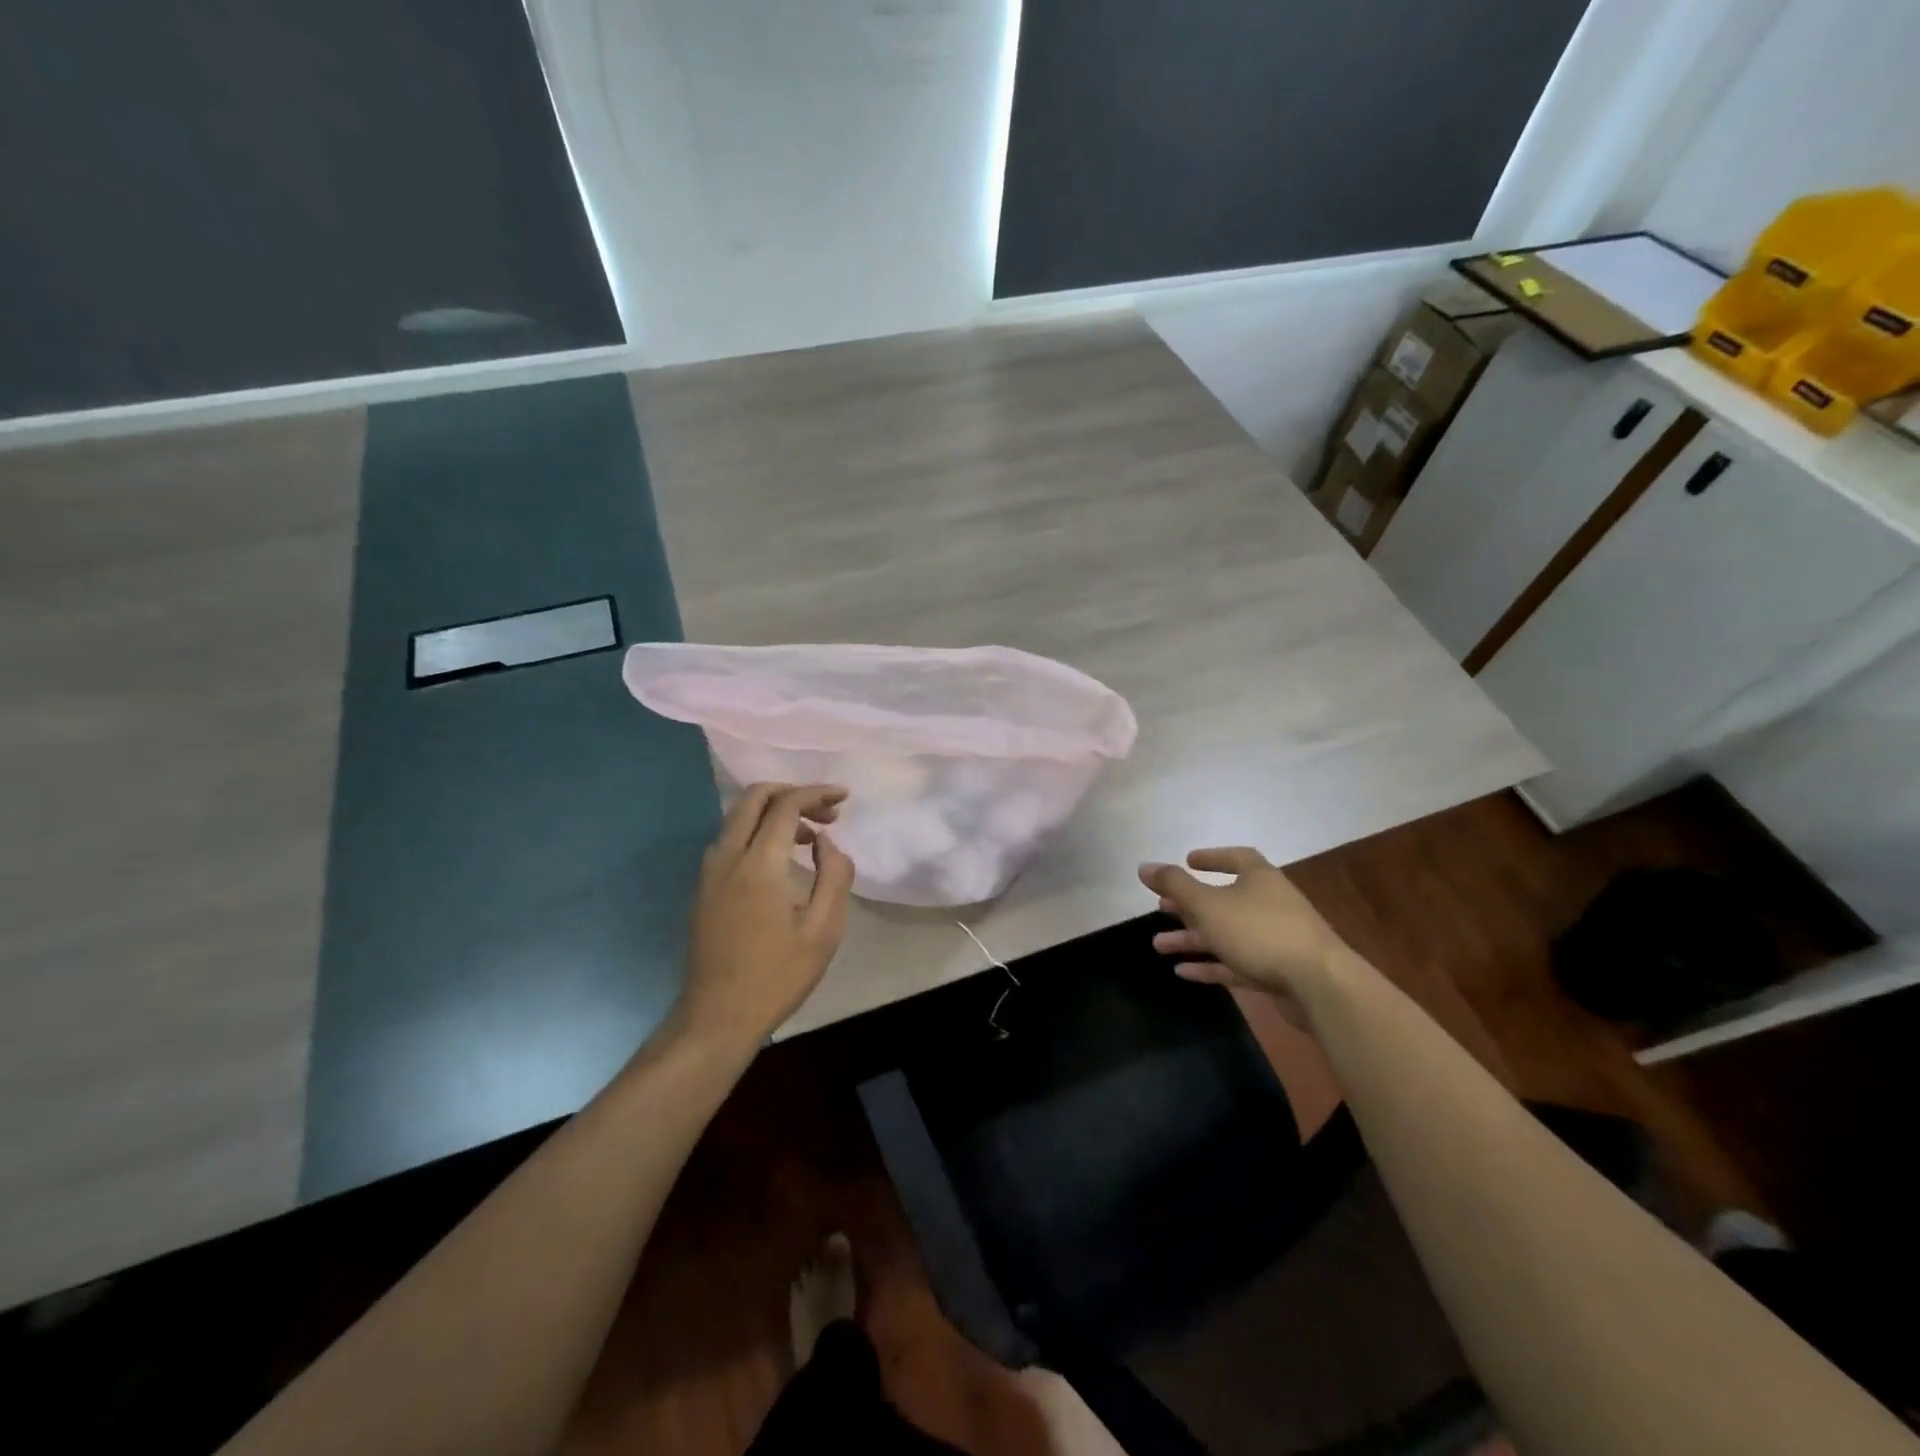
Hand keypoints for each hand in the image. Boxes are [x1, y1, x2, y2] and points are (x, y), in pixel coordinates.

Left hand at [676, 783, 855, 1050]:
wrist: (717, 1017)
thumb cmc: (777, 976)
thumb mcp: (824, 930)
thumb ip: (834, 875)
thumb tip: (825, 842)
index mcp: (758, 864)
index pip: (786, 805)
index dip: (817, 793)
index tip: (843, 798)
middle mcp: (726, 857)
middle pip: (754, 797)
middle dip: (793, 793)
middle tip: (826, 813)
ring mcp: (709, 872)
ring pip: (739, 817)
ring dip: (775, 812)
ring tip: (811, 837)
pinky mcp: (703, 887)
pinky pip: (730, 839)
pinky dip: (758, 831)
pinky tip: (782, 858)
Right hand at [1139, 848, 1348, 1016]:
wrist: (1319, 985)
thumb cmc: (1259, 931)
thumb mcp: (1208, 904)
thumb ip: (1174, 885)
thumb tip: (1144, 866)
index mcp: (1259, 878)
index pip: (1235, 858)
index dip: (1211, 858)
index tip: (1187, 861)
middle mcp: (1268, 903)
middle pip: (1223, 899)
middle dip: (1190, 905)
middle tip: (1162, 907)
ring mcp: (1274, 938)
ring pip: (1225, 934)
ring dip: (1192, 939)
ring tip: (1158, 945)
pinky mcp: (1276, 970)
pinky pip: (1235, 963)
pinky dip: (1210, 965)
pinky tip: (1182, 972)